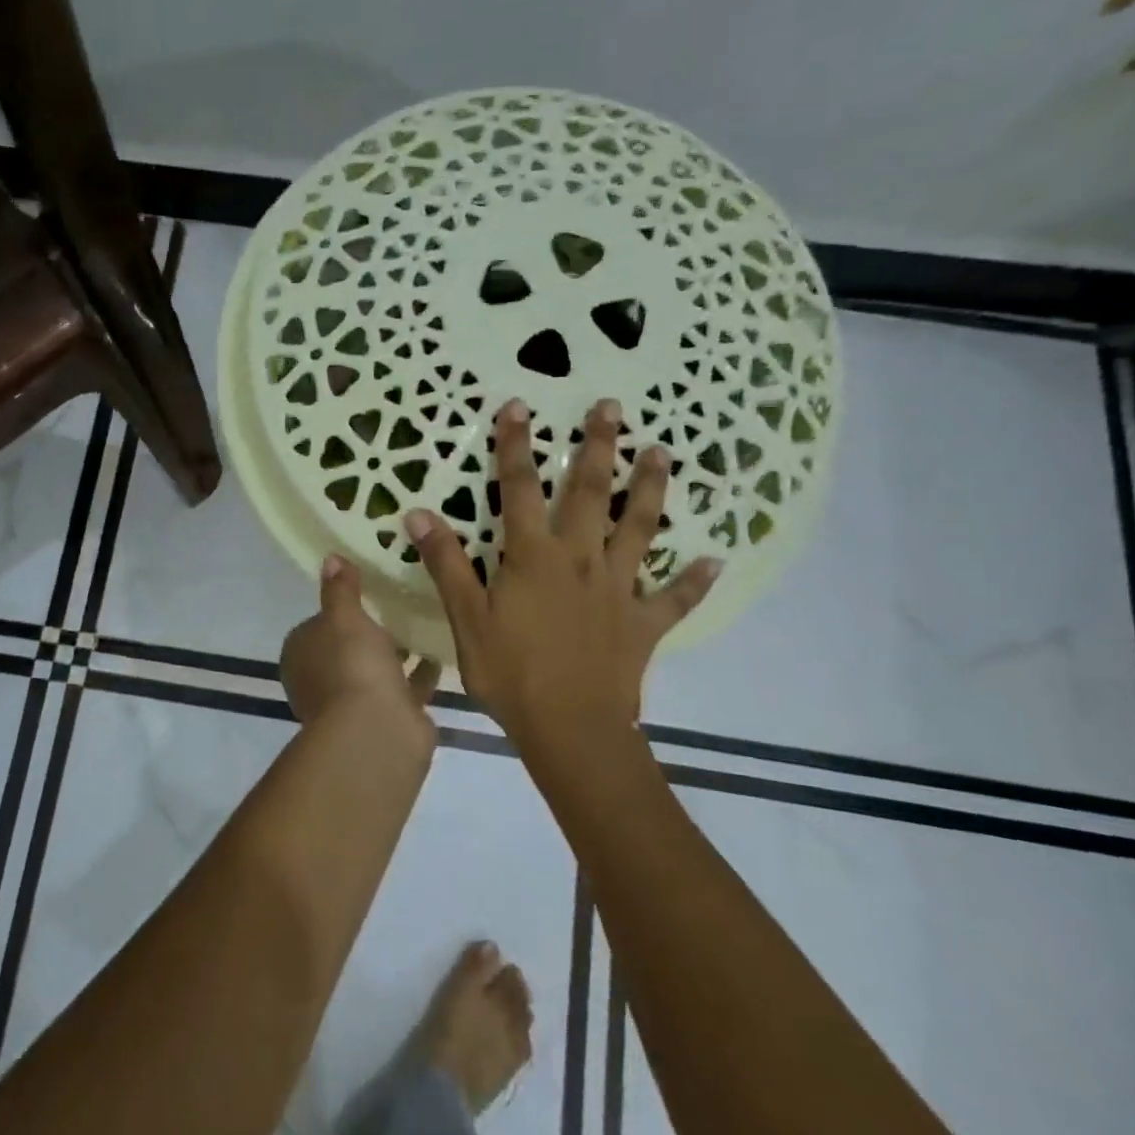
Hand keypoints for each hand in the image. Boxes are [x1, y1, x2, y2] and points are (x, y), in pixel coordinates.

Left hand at [281, 555, 440, 743]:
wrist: (377, 732)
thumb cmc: (351, 665)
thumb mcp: (343, 616)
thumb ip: (340, 588)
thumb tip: (330, 559)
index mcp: (302, 655)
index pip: (315, 626)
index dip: (336, 610)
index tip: (364, 592)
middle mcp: (322, 681)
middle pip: (346, 649)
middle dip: (368, 633)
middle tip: (398, 604)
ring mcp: (353, 703)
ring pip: (375, 670)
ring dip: (394, 654)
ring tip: (422, 624)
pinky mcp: (387, 718)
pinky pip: (404, 688)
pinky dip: (418, 674)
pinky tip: (439, 653)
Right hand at [403, 398, 718, 763]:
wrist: (570, 728)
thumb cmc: (510, 673)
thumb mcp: (466, 618)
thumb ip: (446, 564)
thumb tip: (418, 513)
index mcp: (533, 556)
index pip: (519, 489)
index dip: (516, 446)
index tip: (519, 406)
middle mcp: (580, 559)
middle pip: (589, 493)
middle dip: (597, 446)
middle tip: (611, 406)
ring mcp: (617, 588)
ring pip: (639, 528)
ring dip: (650, 489)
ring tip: (661, 453)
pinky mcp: (643, 622)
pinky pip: (674, 598)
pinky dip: (695, 581)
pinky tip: (716, 561)